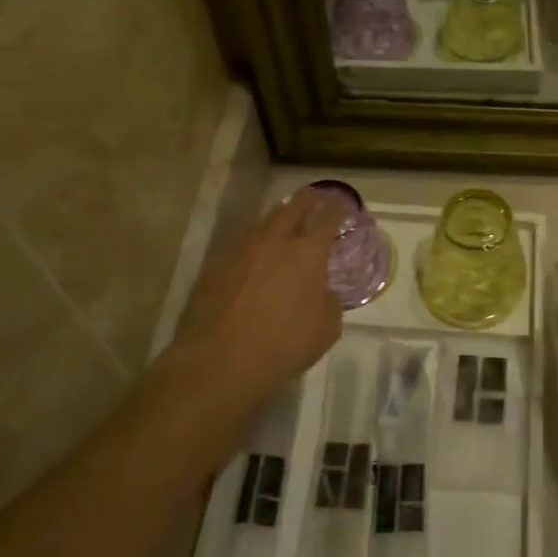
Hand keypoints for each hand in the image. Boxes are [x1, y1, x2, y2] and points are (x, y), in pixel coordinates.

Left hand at [166, 186, 347, 403]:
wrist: (218, 361)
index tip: (341, 203)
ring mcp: (242, 249)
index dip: (337, 208)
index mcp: (308, 254)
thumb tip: (322, 291)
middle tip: (314, 195)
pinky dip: (255, 239)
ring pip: (264, 221)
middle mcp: (275, 241)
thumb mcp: (326, 329)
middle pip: (293, 207)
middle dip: (307, 199)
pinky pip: (242, 241)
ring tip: (285, 216)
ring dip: (278, 215)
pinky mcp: (216, 263)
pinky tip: (256, 248)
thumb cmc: (282, 346)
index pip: (327, 219)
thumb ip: (329, 302)